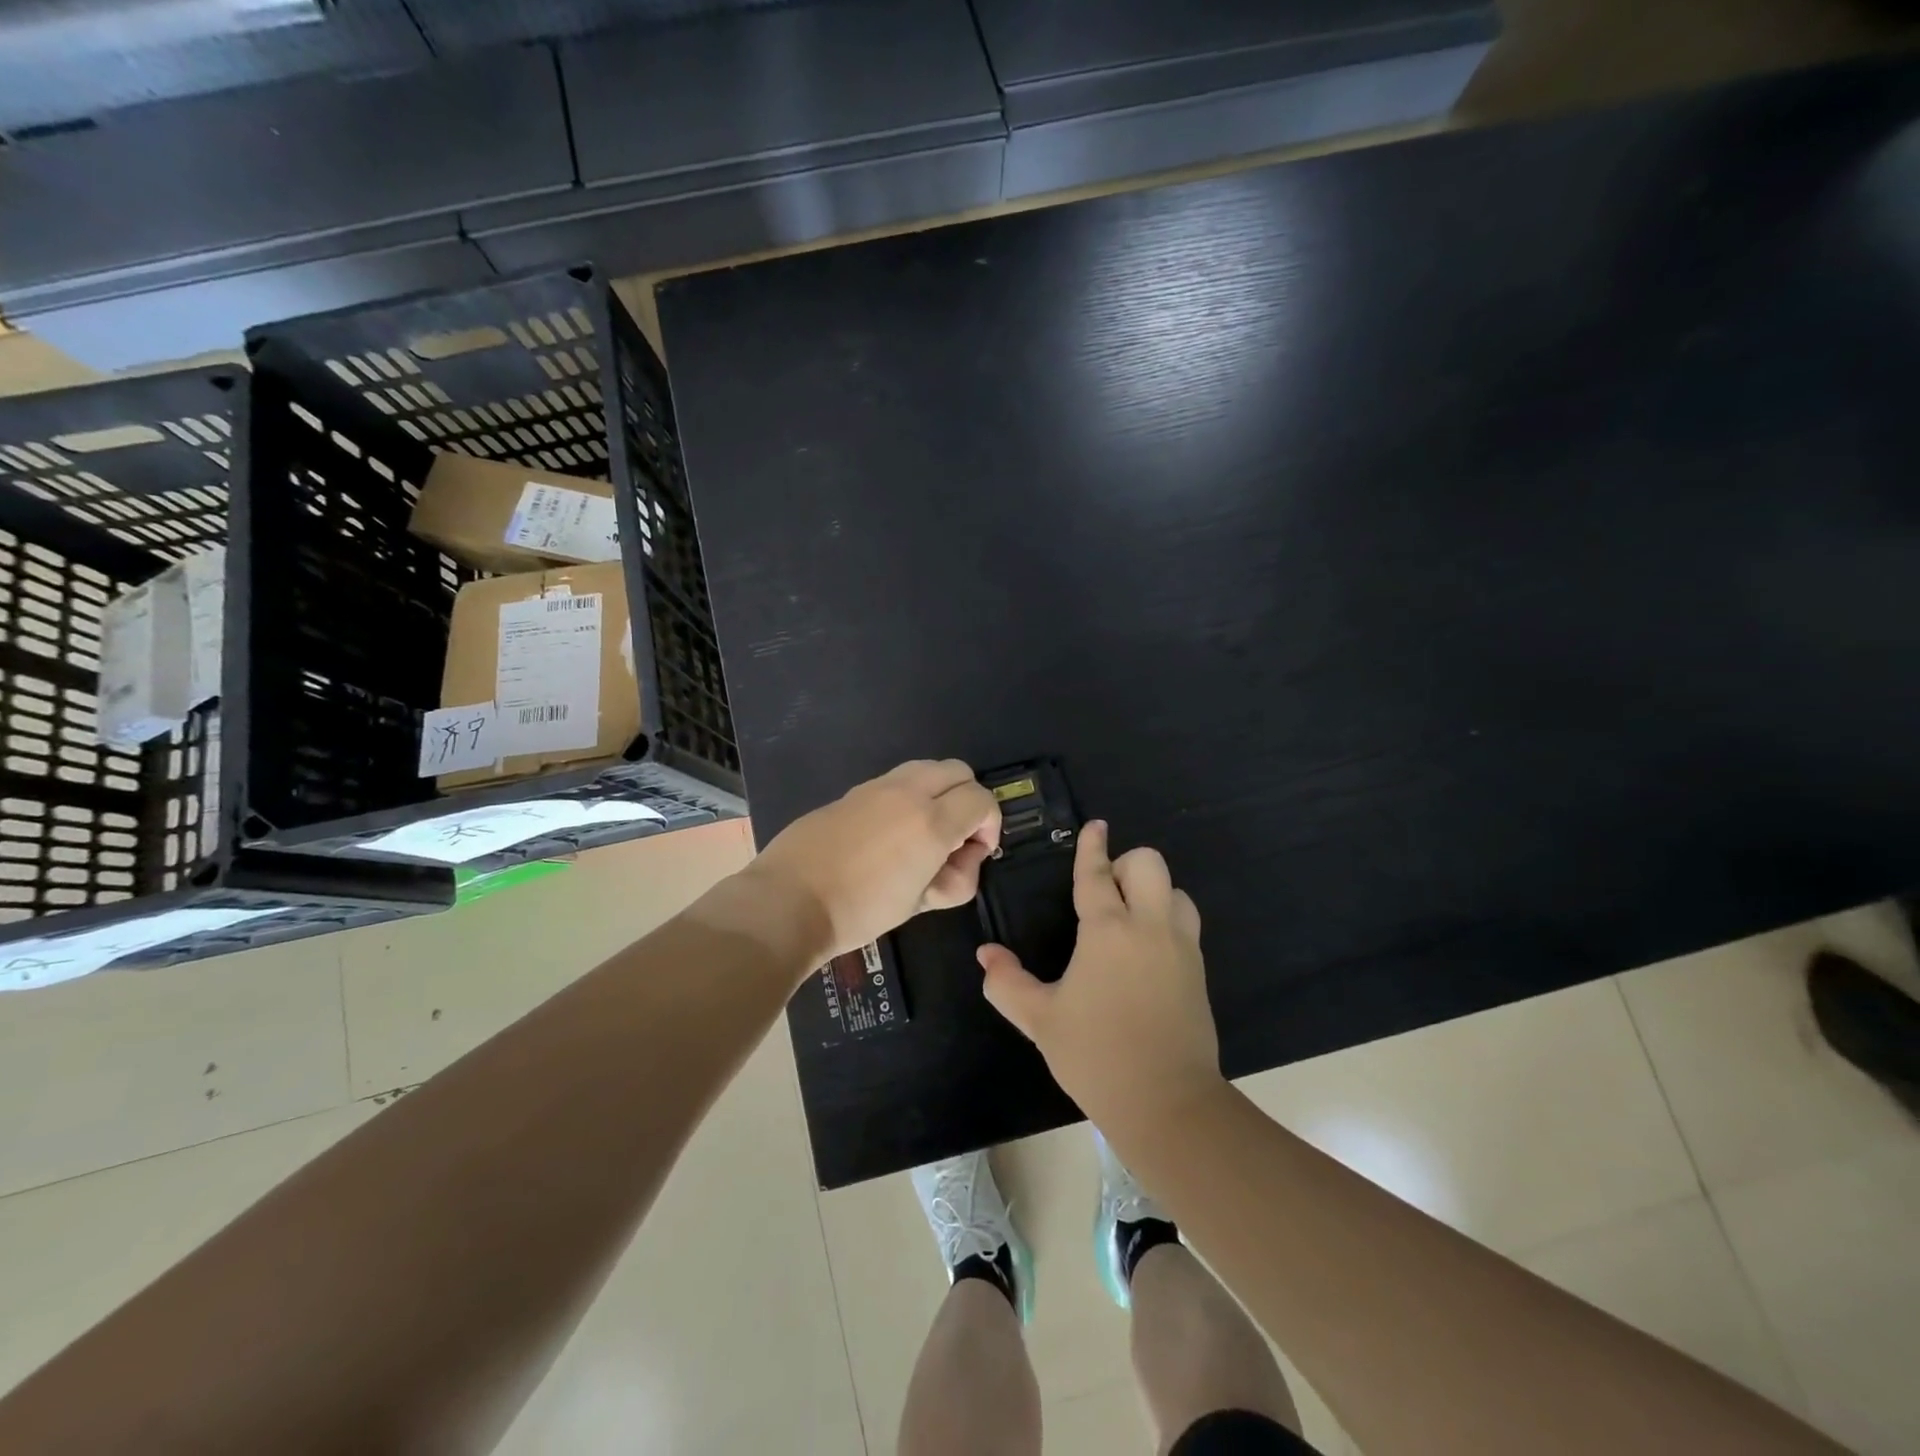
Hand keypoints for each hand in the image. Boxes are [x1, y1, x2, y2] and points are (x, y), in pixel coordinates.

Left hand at [748, 760, 1000, 961]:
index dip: (990, 824)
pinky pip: (896, 780)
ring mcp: (878, 786)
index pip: (982, 800)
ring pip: (928, 767)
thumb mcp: (919, 904)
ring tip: (924, 830)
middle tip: (956, 836)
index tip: (976, 851)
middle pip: (959, 771)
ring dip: (939, 791)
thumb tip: (963, 857)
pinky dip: (909, 795)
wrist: (789, 900)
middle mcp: (909, 792)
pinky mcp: (854, 791)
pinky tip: (890, 832)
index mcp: (931, 822)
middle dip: (969, 799)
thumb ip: (955, 878)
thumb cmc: (860, 911)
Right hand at [977, 821, 1224, 1131]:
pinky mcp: (1199, 970)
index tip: (1095, 826)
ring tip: (1129, 919)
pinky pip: (1186, 923)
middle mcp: (1149, 926)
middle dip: (1126, 864)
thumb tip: (985, 956)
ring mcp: (1180, 947)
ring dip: (1153, 891)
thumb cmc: (1096, 1055)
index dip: (1093, 847)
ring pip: (1176, 891)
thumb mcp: (1041, 1020)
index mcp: (1107, 930)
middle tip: (1105, 892)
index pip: (1097, 874)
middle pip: (1149, 865)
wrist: (1168, 1103)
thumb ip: (1007, 983)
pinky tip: (1146, 950)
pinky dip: (1167, 918)